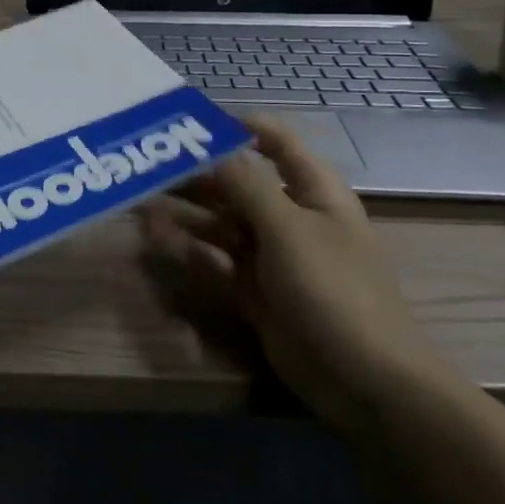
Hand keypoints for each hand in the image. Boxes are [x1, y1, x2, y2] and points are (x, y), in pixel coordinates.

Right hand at [138, 117, 452, 435]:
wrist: (364, 381)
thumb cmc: (334, 289)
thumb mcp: (289, 228)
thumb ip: (246, 184)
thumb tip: (214, 146)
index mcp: (313, 191)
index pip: (277, 143)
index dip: (239, 127)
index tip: (191, 122)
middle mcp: (290, 217)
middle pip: (238, 183)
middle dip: (196, 173)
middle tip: (149, 164)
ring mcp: (270, 256)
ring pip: (220, 222)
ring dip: (185, 211)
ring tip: (140, 200)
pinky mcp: (252, 290)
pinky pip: (214, 259)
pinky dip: (187, 248)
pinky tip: (154, 239)